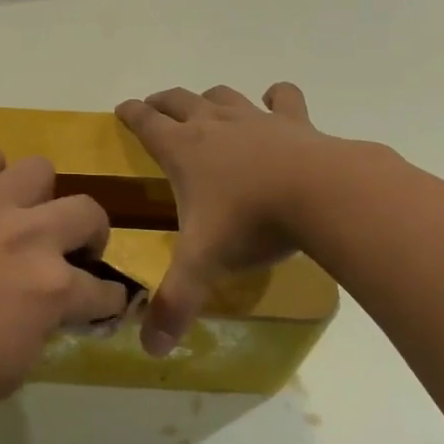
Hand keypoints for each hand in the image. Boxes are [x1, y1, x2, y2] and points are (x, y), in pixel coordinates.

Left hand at [0, 145, 128, 430]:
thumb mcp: (18, 364)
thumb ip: (46, 322)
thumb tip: (52, 305)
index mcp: (52, 287)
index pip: (103, 288)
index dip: (108, 299)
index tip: (102, 302)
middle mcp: (29, 235)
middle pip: (88, 211)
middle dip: (90, 235)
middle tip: (70, 252)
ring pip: (39, 168)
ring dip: (39, 196)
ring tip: (20, 216)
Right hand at [116, 83, 330, 355]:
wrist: (321, 194)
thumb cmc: (251, 222)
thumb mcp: (204, 264)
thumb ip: (175, 303)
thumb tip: (150, 348)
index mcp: (184, 150)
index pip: (146, 123)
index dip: (131, 114)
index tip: (122, 109)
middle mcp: (214, 125)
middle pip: (179, 101)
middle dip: (162, 102)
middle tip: (154, 107)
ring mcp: (255, 119)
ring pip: (223, 95)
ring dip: (209, 97)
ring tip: (205, 105)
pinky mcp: (294, 122)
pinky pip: (282, 98)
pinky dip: (276, 97)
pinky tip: (277, 100)